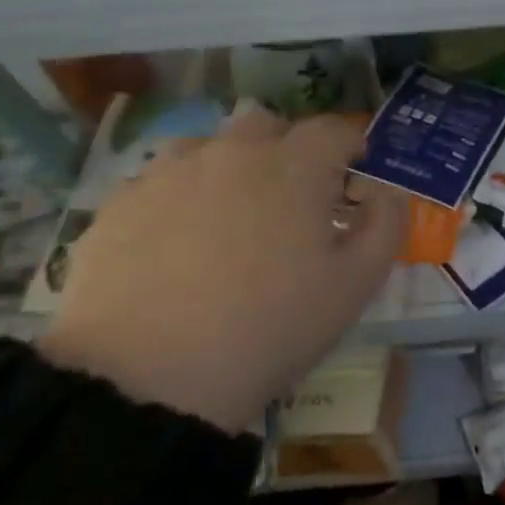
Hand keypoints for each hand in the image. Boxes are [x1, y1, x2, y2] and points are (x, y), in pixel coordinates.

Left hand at [39, 108, 408, 432]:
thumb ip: (386, 225)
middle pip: (265, 124)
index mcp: (293, 166)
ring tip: (229, 216)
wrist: (146, 380)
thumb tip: (386, 190)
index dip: (350, 144)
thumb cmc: (270, 328)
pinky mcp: (118, 206)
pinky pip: (159, 182)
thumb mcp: (355, 285)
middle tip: (292, 195)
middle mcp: (230, 153)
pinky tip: (176, 244)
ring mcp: (167, 174)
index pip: (332, 129)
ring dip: (228, 165)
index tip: (356, 168)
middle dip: (287, 147)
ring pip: (207, 146)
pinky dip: (179, 197)